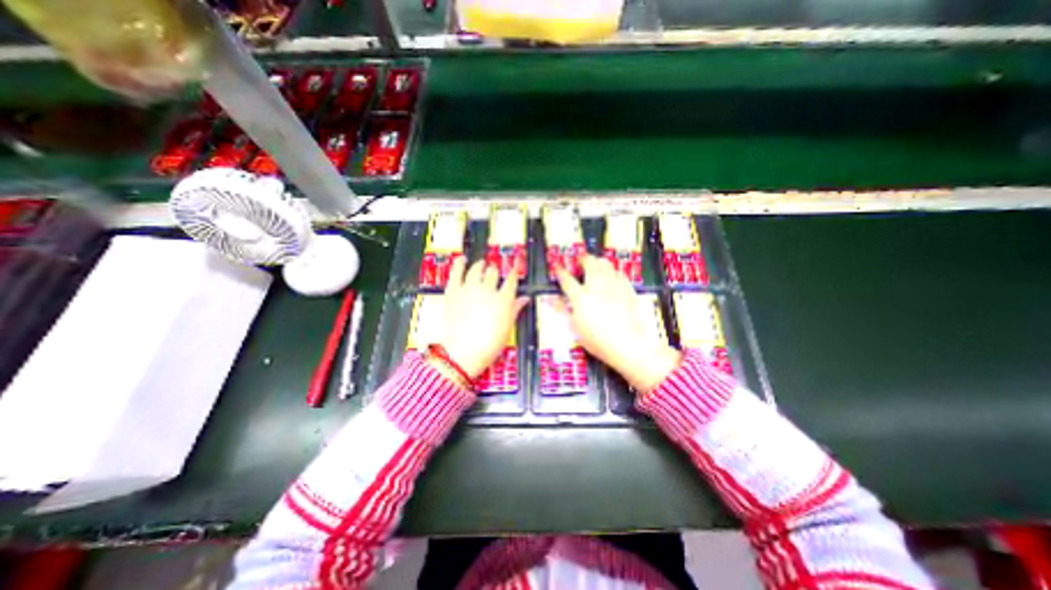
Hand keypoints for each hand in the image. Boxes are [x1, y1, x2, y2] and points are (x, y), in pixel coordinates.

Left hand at [441, 256, 529, 377]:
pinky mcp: (453, 291)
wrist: (463, 353)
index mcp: (503, 299)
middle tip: (495, 273)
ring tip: (482, 264)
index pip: (511, 280)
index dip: (514, 271)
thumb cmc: (489, 344)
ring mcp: (469, 289)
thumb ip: (515, 309)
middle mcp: (487, 290)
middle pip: (494, 272)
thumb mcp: (507, 327)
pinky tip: (462, 259)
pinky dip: (459, 264)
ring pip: (477, 269)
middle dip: (495, 271)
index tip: (515, 266)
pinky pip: (456, 272)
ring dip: (481, 265)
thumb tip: (525, 298)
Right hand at [557, 256, 680, 390]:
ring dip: (597, 261)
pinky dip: (612, 271)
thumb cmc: (597, 340)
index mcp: (581, 297)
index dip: (560, 272)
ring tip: (595, 264)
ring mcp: (613, 286)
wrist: (627, 344)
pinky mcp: (627, 289)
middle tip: (579, 261)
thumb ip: (563, 310)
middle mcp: (596, 287)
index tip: (557, 267)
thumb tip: (551, 299)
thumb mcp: (575, 327)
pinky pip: (618, 272)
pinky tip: (611, 276)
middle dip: (582, 259)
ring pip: (605, 264)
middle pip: (589, 263)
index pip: (567, 280)